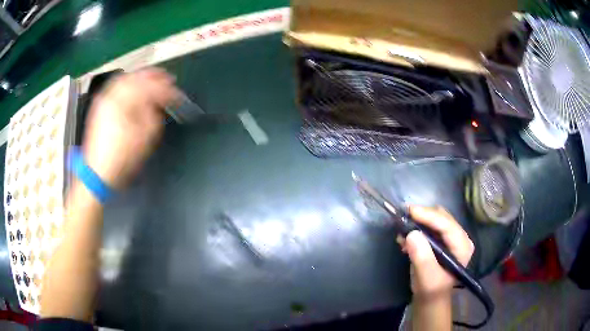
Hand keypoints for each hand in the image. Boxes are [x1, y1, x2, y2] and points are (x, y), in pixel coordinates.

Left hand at [82, 68, 180, 188]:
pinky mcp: (100, 105)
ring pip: (126, 78)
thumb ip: (154, 116)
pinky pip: (115, 86)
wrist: (97, 171)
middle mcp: (113, 95)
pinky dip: (127, 82)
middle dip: (154, 77)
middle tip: (167, 78)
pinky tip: (133, 86)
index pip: (151, 89)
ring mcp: (104, 99)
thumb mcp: (144, 139)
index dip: (167, 91)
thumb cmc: (121, 157)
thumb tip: (157, 104)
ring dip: (141, 77)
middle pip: (137, 77)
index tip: (176, 95)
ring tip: (152, 78)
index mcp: (125, 103)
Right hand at [397, 206, 473, 299]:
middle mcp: (460, 237)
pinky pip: (430, 226)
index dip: (429, 216)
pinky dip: (418, 228)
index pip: (447, 225)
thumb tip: (412, 233)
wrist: (430, 298)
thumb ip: (422, 257)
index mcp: (463, 247)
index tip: (409, 211)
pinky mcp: (443, 239)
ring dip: (418, 222)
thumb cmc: (431, 290)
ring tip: (402, 233)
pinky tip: (406, 238)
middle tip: (402, 220)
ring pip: (435, 219)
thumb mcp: (427, 278)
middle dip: (422, 217)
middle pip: (442, 218)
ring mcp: (452, 237)